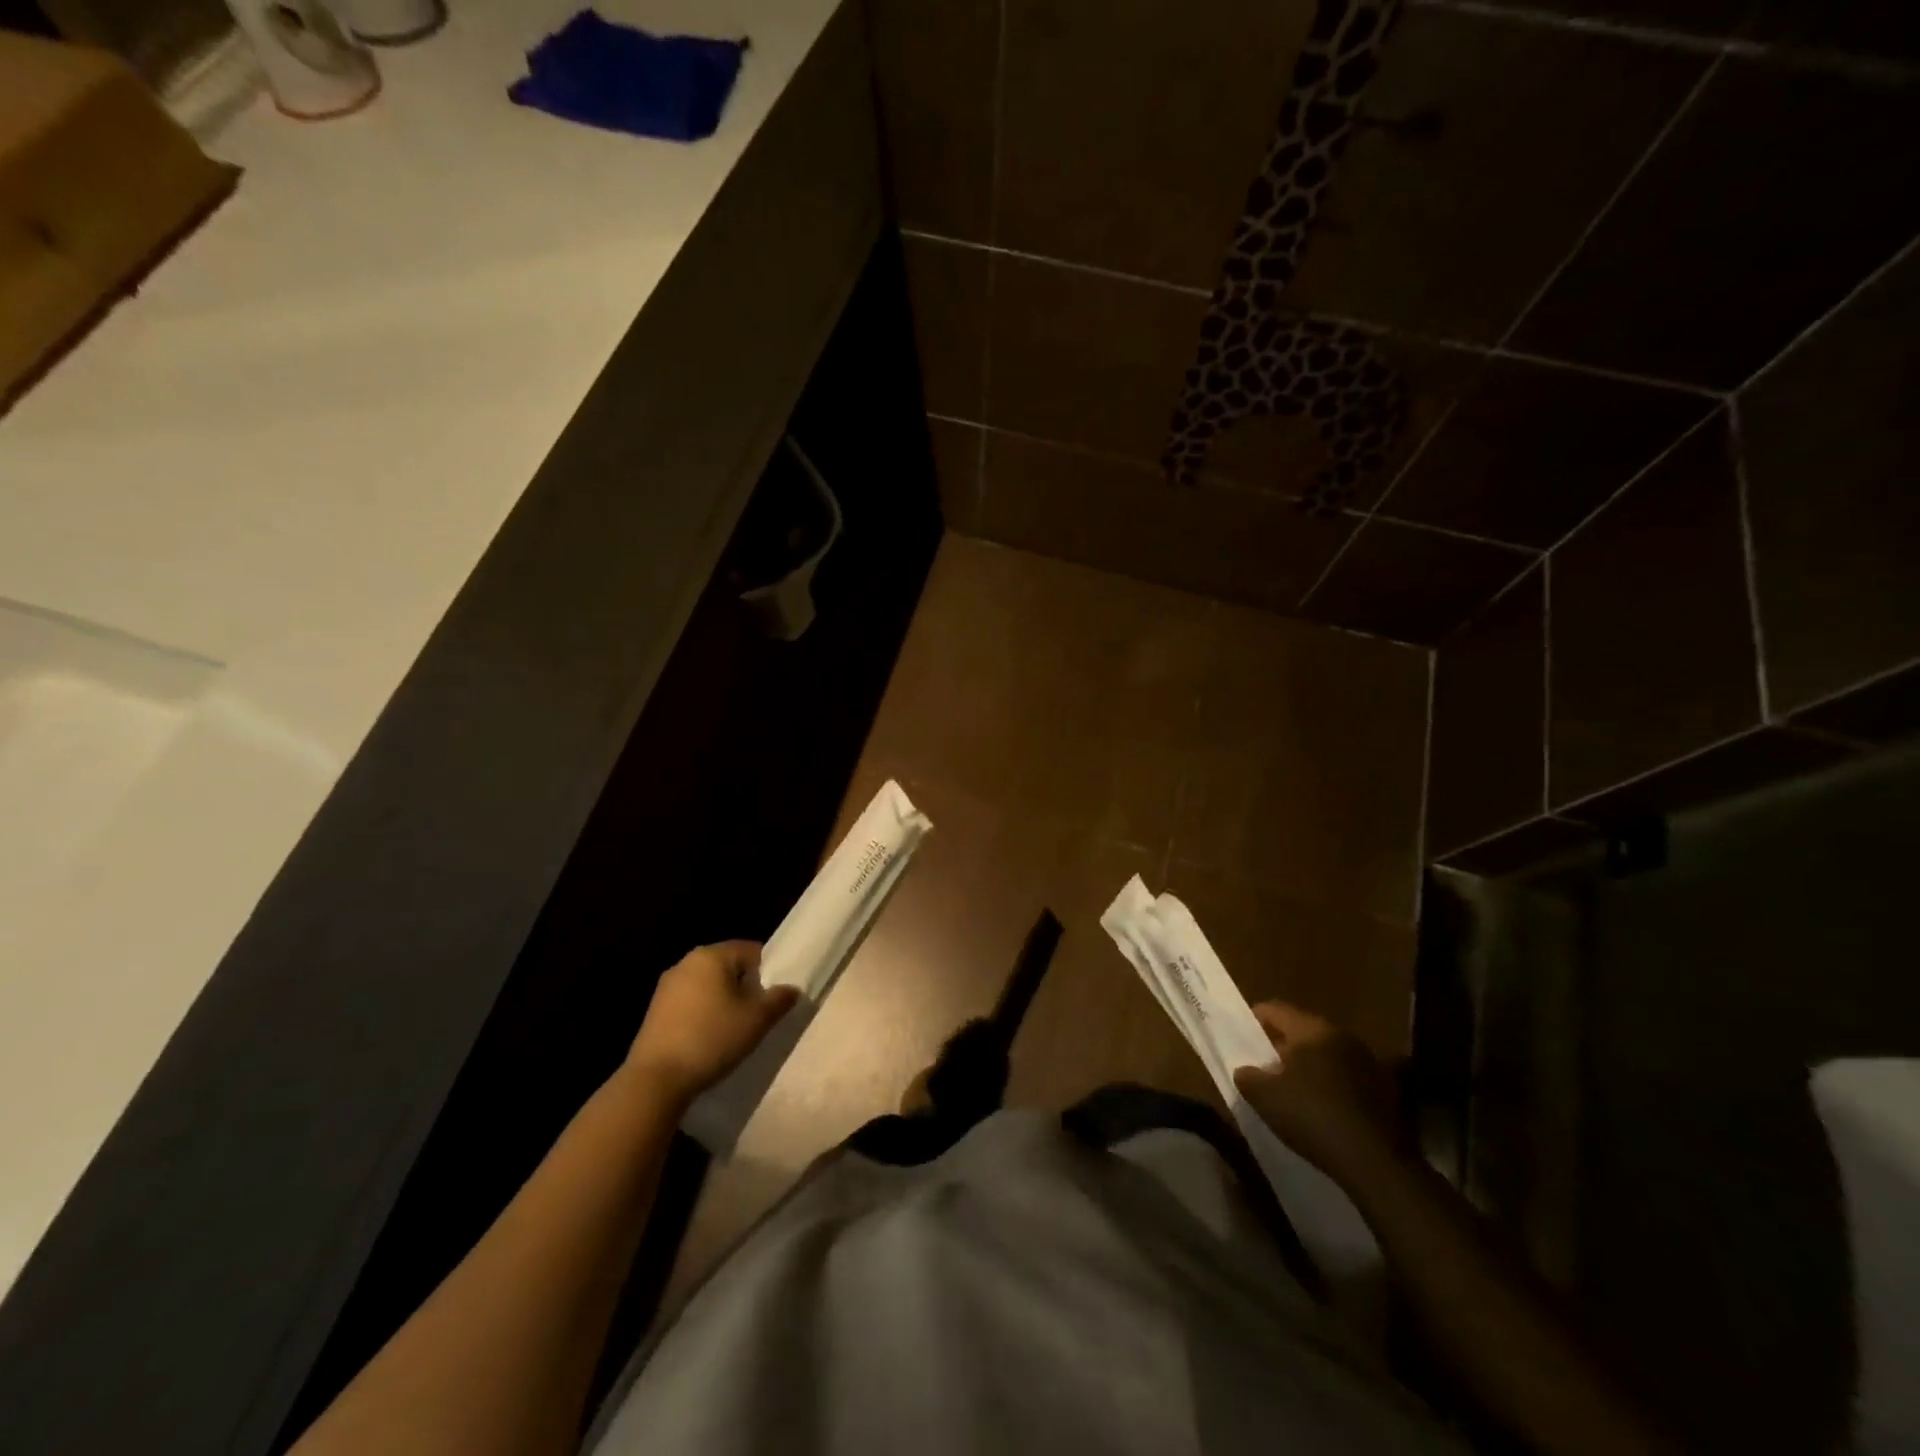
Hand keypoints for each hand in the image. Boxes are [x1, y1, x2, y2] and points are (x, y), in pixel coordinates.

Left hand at [627, 942, 799, 1105]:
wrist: (656, 1080)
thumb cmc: (711, 1039)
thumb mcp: (757, 1020)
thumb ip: (779, 999)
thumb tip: (791, 989)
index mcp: (712, 955)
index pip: (752, 951)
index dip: (770, 972)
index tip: (775, 997)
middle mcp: (687, 962)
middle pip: (729, 967)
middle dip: (746, 987)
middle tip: (759, 1014)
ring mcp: (667, 986)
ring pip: (709, 985)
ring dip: (725, 1001)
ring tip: (735, 1029)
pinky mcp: (655, 1010)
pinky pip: (691, 1002)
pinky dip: (704, 1013)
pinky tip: (709, 1038)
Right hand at [1234, 1000, 1405, 1187]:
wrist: (1376, 1164)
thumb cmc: (1312, 1118)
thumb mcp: (1264, 1098)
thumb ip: (1247, 1076)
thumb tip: (1245, 1070)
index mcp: (1313, 1030)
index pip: (1276, 1009)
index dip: (1255, 1018)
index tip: (1242, 1034)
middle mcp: (1343, 1037)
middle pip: (1304, 1030)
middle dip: (1283, 1044)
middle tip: (1265, 1064)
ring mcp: (1369, 1063)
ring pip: (1329, 1053)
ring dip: (1310, 1064)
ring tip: (1294, 1088)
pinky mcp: (1387, 1090)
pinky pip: (1348, 1076)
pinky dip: (1332, 1083)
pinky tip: (1323, 1106)